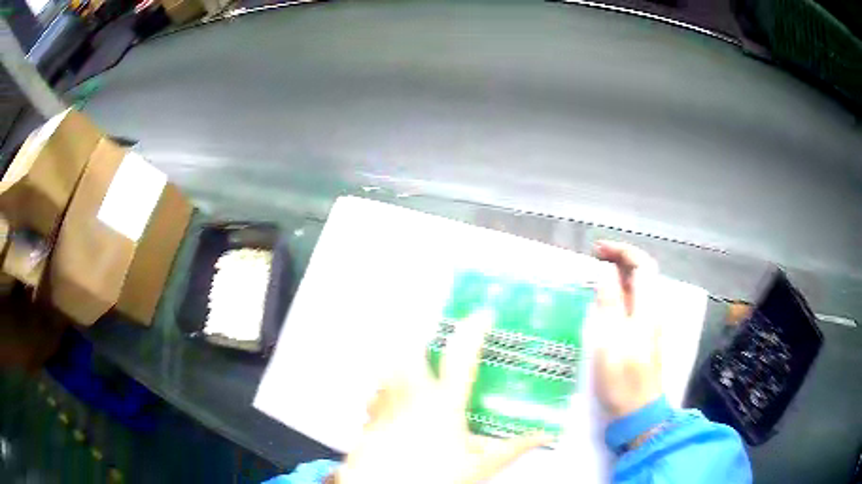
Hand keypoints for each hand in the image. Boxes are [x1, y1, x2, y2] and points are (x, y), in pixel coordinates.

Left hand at [336, 311, 550, 483]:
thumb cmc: (434, 476)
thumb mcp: (480, 465)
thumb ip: (513, 449)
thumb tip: (543, 437)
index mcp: (444, 403)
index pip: (461, 356)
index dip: (474, 329)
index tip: (484, 314)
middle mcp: (412, 396)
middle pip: (411, 350)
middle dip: (423, 340)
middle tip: (436, 345)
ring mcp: (386, 405)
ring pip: (389, 370)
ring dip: (401, 366)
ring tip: (414, 374)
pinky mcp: (369, 419)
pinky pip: (375, 397)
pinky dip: (384, 395)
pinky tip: (392, 407)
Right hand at [591, 241, 662, 418]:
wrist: (637, 410)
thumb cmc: (623, 377)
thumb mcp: (611, 339)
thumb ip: (610, 303)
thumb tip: (606, 271)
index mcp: (648, 307)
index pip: (643, 265)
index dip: (623, 251)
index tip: (598, 250)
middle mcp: (652, 310)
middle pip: (642, 274)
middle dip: (619, 260)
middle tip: (593, 260)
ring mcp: (648, 324)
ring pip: (637, 289)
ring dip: (618, 277)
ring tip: (593, 278)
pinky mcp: (642, 336)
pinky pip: (632, 305)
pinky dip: (618, 295)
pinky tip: (602, 304)